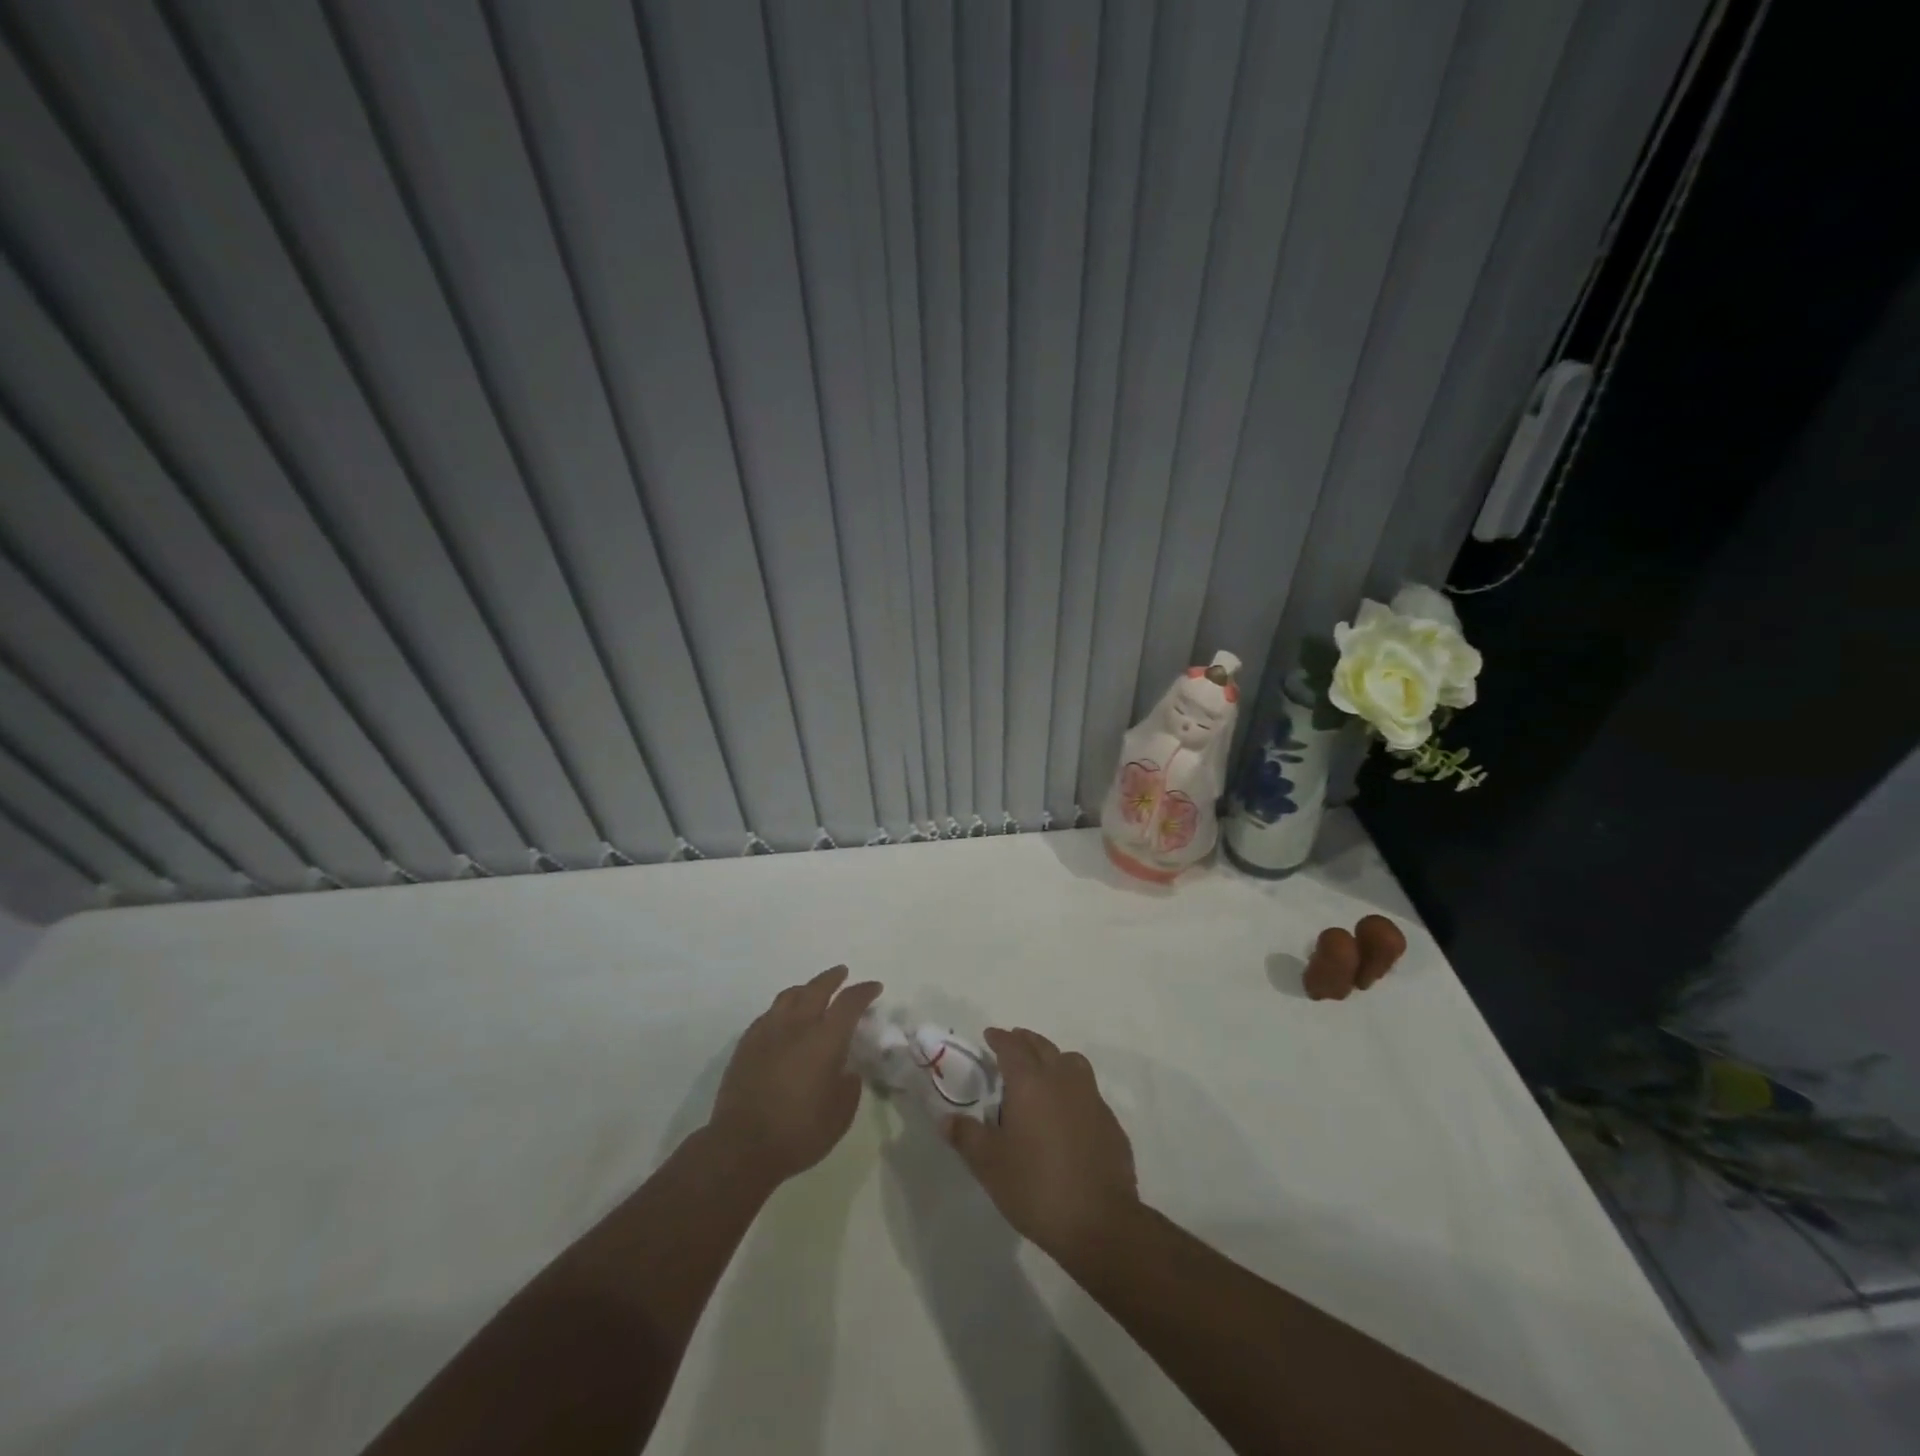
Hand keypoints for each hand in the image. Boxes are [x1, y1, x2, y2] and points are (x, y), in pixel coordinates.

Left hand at [708, 966, 882, 1185]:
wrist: (741, 1147)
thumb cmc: (799, 1132)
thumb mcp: (840, 1115)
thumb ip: (849, 1086)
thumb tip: (847, 1071)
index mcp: (825, 1039)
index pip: (849, 1003)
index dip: (864, 991)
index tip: (874, 987)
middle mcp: (797, 1026)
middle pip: (817, 989)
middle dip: (833, 978)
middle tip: (842, 973)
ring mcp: (768, 1032)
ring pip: (789, 996)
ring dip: (806, 989)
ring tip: (812, 991)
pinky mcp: (746, 1044)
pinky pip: (768, 1014)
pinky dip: (782, 1009)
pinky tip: (783, 1019)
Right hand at [944, 1028, 1138, 1259]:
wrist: (1099, 1222)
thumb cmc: (1035, 1187)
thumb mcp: (989, 1165)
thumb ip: (966, 1136)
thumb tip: (946, 1118)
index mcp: (1030, 1082)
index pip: (1011, 1046)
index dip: (999, 1038)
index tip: (989, 1035)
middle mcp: (1062, 1079)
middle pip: (1042, 1047)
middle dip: (1025, 1041)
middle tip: (1012, 1045)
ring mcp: (1091, 1098)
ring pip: (1071, 1062)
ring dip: (1054, 1059)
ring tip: (1042, 1072)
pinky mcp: (1110, 1121)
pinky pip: (1088, 1091)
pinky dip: (1074, 1088)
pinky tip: (1068, 1111)